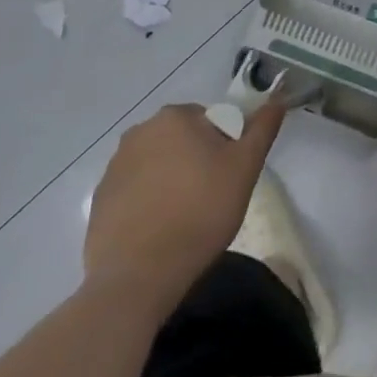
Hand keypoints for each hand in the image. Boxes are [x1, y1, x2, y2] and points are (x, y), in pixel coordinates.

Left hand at [83, 101, 284, 304]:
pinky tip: (158, 231)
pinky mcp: (99, 200)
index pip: (211, 120)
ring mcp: (114, 166)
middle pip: (182, 140)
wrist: (138, 277)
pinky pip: (134, 191)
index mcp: (175, 117)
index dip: (225, 147)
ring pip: (157, 164)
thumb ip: (262, 129)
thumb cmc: (199, 213)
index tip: (228, 177)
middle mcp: (139, 132)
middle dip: (196, 161)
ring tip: (183, 218)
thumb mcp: (245, 168)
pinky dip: (148, 202)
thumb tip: (277, 98)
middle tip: (210, 198)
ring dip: (171, 180)